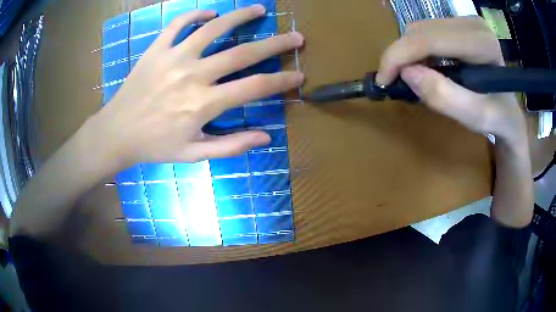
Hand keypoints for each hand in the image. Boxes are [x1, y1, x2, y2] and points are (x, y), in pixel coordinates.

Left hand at [90, 5, 303, 170]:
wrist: (117, 133)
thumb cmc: (155, 145)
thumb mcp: (194, 154)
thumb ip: (231, 145)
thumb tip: (266, 136)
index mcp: (204, 104)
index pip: (254, 87)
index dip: (281, 81)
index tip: (299, 75)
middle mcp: (193, 75)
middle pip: (242, 53)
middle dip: (275, 44)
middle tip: (296, 36)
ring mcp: (173, 58)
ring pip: (213, 29)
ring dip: (239, 17)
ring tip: (259, 10)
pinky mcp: (156, 49)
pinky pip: (178, 24)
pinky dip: (195, 15)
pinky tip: (210, 14)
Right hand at [376, 17, 526, 146]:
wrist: (509, 110)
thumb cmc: (497, 118)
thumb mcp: (477, 118)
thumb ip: (446, 97)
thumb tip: (407, 74)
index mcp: (482, 42)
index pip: (430, 39)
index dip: (399, 55)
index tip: (383, 80)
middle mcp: (472, 23)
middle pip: (421, 30)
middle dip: (401, 55)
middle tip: (394, 82)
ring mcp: (465, 20)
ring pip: (420, 28)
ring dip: (408, 52)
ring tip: (413, 77)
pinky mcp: (459, 24)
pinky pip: (426, 31)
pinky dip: (417, 50)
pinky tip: (424, 66)